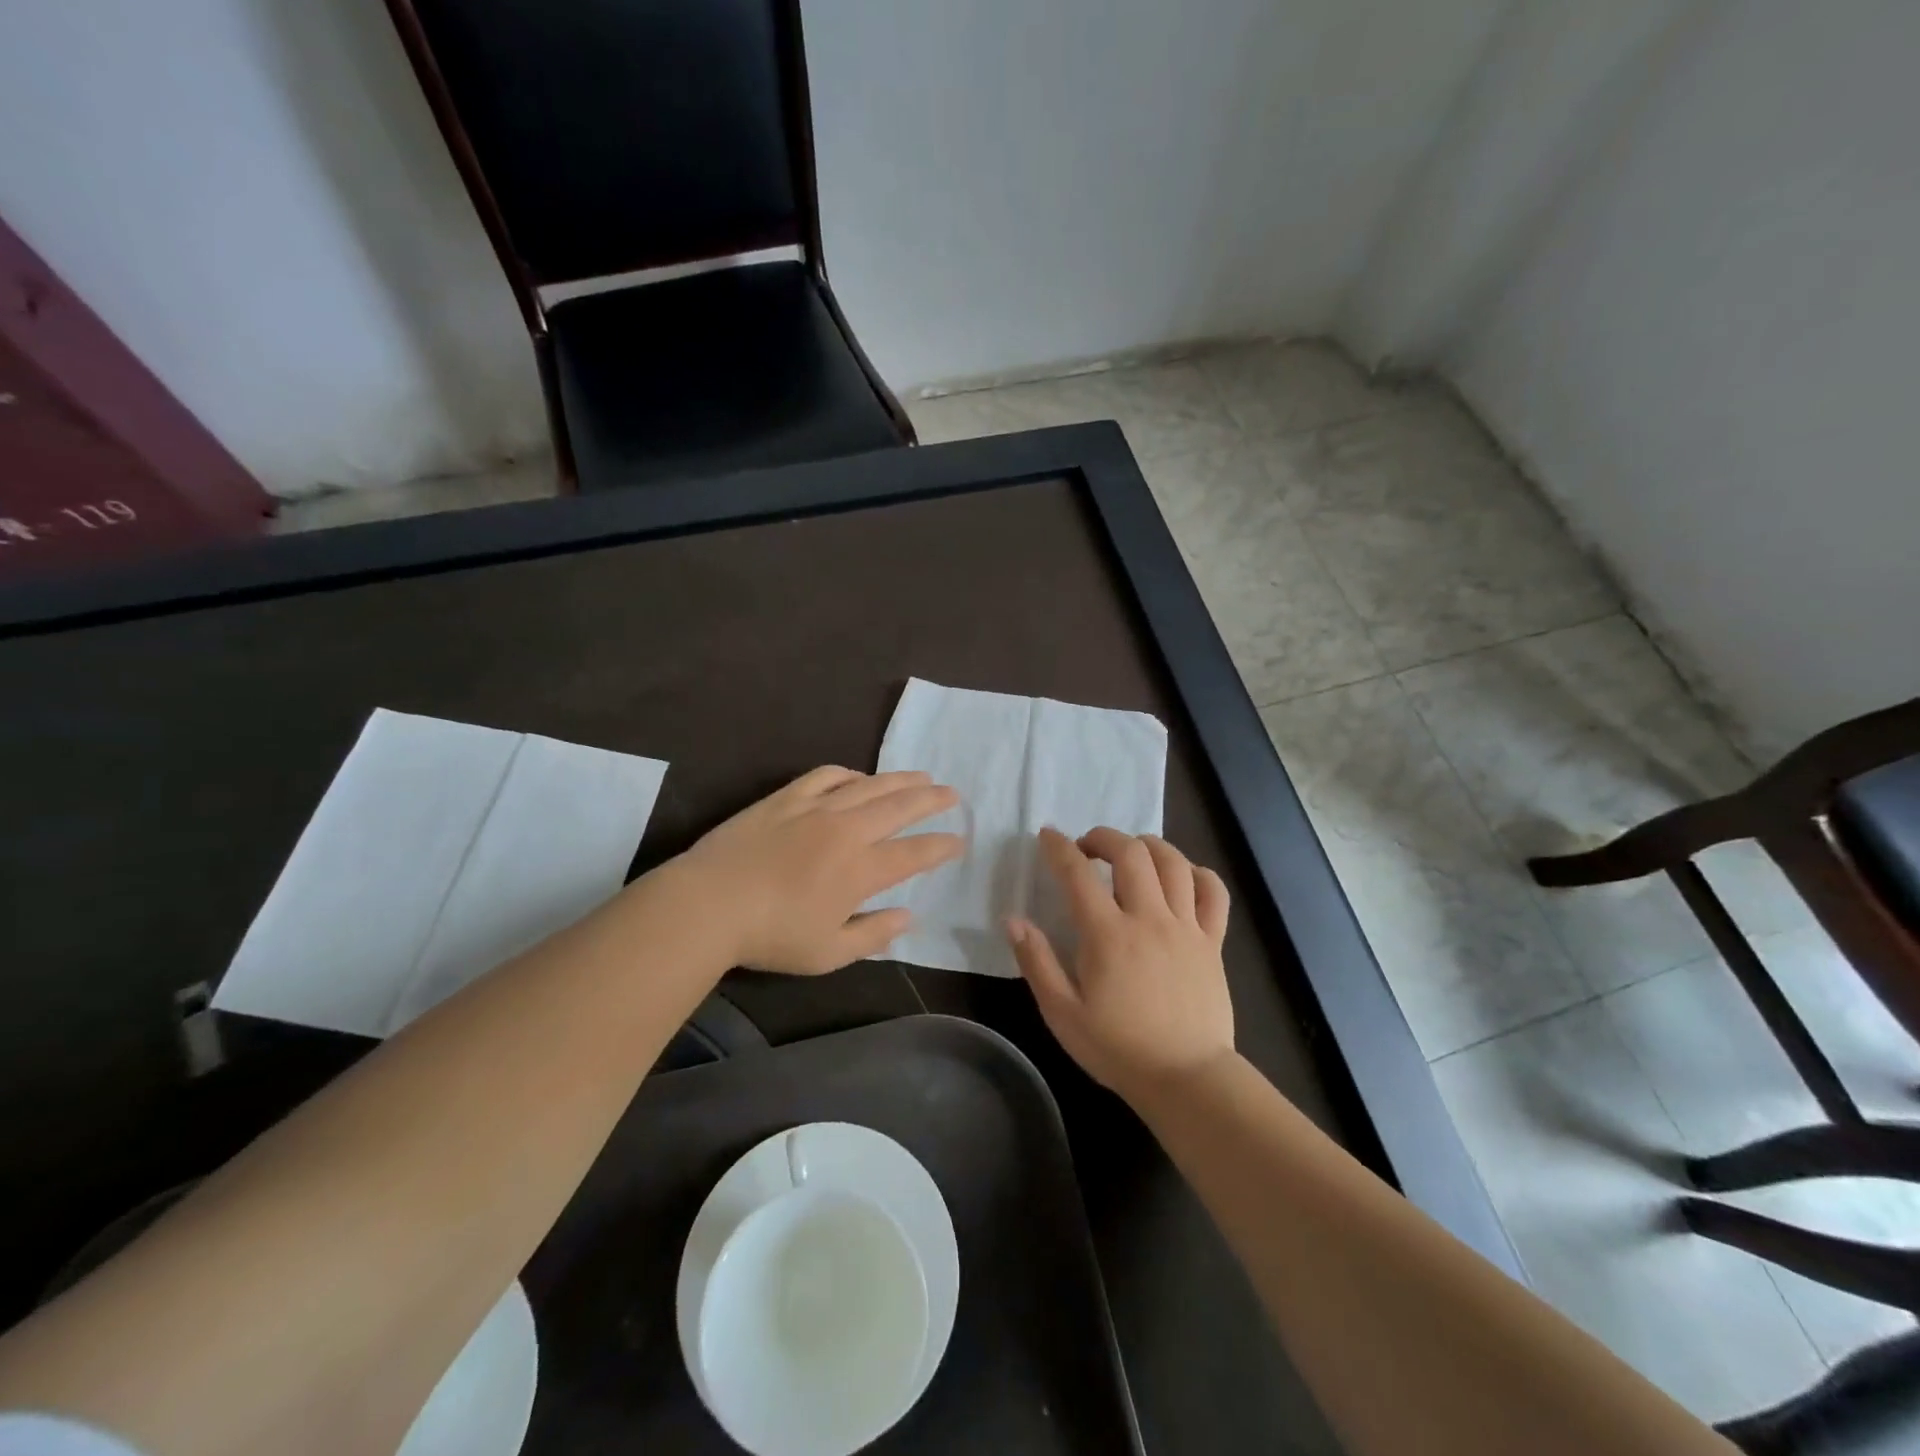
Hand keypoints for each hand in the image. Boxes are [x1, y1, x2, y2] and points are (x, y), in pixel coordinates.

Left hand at [674, 766, 962, 973]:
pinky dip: (850, 774)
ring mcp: (816, 808)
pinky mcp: (787, 797)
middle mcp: (848, 831)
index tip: (958, 841)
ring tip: (921, 776)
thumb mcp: (829, 953)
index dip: (941, 846)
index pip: (915, 853)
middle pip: (900, 807)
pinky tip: (858, 777)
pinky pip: (827, 776)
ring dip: (900, 780)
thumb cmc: (771, 936)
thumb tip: (908, 916)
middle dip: (931, 800)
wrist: (709, 903)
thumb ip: (874, 935)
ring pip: (870, 785)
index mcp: (862, 870)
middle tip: (952, 794)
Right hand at [1008, 827, 1233, 1102]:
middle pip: (1131, 853)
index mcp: (1108, 935)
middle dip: (1104, 837)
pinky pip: (1213, 892)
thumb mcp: (1062, 1013)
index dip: (1059, 847)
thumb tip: (1012, 919)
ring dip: (1148, 845)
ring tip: (1131, 853)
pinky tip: (1182, 876)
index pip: (1078, 873)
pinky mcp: (1213, 942)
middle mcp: (1149, 919)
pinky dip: (1198, 872)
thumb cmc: (1117, 1048)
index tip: (1047, 836)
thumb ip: (1036, 961)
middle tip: (1087, 848)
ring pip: (1174, 862)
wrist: (1186, 1078)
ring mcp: (1186, 927)